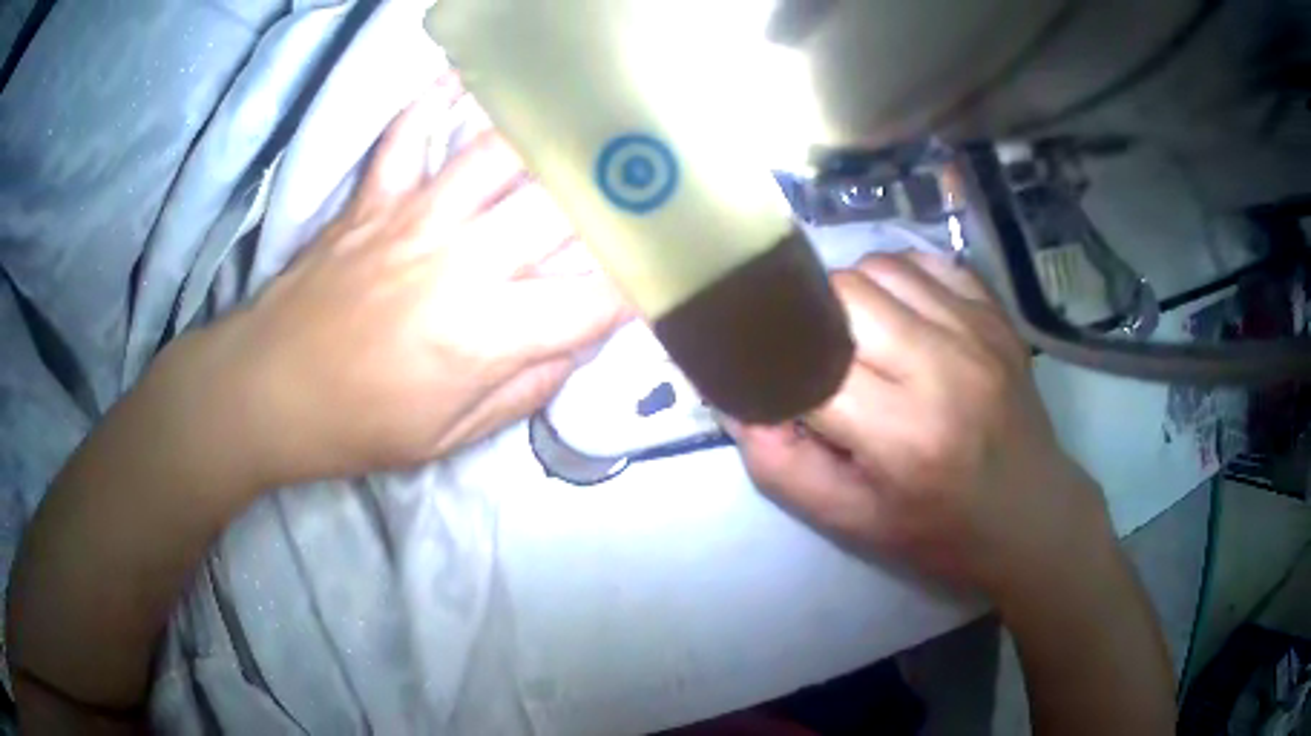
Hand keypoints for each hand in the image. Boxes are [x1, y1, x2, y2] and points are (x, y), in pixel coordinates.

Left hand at [188, 83, 626, 485]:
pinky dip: (435, 103)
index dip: (639, 282)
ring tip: (585, 117)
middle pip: (557, 210)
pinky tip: (465, 80)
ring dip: (546, 136)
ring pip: (496, 158)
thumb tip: (574, 345)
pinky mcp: (371, 201)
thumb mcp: (449, 438)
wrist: (267, 393)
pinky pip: (407, 137)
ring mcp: (411, 220)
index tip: (666, 264)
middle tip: (650, 173)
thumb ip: (523, 390)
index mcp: (483, 336)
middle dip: (613, 192)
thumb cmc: (359, 426)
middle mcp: (458, 264)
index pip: (590, 300)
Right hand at [727, 251, 1110, 600]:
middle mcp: (942, 365)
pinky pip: (926, 262)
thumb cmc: (939, 530)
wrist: (1031, 514)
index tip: (757, 365)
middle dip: (810, 317)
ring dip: (852, 294)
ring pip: (881, 266)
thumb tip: (735, 399)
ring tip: (856, 335)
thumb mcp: (850, 521)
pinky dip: (898, 278)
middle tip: (811, 353)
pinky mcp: (994, 314)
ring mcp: (976, 330)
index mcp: (903, 433)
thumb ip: (782, 464)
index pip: (807, 362)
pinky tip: (900, 315)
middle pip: (843, 292)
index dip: (770, 359)